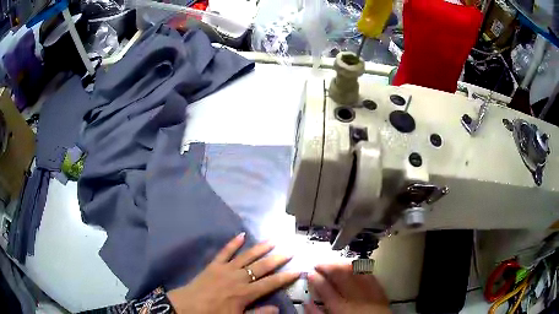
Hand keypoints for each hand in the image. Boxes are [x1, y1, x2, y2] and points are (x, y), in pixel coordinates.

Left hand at [167, 232, 299, 313]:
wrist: (187, 307)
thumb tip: (277, 308)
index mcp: (246, 292)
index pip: (271, 283)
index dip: (286, 277)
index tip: (299, 270)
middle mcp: (239, 277)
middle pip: (262, 266)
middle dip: (278, 258)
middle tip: (291, 249)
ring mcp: (226, 269)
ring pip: (247, 256)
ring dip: (260, 247)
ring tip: (273, 239)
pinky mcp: (214, 265)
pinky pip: (224, 251)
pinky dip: (233, 243)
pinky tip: (241, 235)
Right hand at [305, 263, 390, 313]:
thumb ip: (317, 312)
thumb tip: (308, 303)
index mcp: (340, 308)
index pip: (324, 288)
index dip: (315, 278)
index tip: (310, 273)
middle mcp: (355, 298)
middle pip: (340, 275)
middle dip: (328, 266)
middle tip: (319, 264)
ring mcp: (369, 292)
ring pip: (356, 271)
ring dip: (343, 264)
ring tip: (334, 263)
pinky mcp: (380, 291)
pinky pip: (369, 275)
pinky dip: (360, 269)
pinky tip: (354, 267)